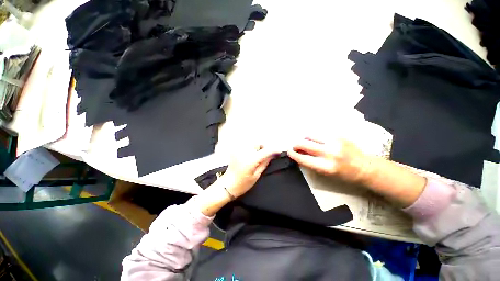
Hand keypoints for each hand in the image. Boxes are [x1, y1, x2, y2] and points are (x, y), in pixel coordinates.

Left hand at [221, 145, 279, 198]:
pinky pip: (247, 146)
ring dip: (257, 148)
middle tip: (266, 156)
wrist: (228, 184)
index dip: (274, 150)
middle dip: (264, 148)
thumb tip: (273, 155)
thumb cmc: (243, 183)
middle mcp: (244, 151)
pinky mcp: (235, 150)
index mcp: (251, 160)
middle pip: (258, 143)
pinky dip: (251, 149)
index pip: (266, 151)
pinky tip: (251, 156)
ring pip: (253, 143)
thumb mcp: (257, 175)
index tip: (278, 152)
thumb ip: (265, 163)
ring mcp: (239, 150)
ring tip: (257, 157)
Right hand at [288, 137, 425, 207]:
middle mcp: (329, 153)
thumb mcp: (327, 174)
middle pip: (305, 144)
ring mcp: (335, 143)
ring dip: (304, 138)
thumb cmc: (344, 175)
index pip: (303, 159)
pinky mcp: (339, 136)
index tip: (289, 152)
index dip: (294, 154)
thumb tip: (300, 155)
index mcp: (326, 167)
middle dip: (296, 144)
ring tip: (304, 140)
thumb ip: (312, 164)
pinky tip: (314, 138)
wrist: (365, 168)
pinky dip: (314, 136)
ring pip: (312, 136)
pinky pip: (321, 133)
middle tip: (294, 146)